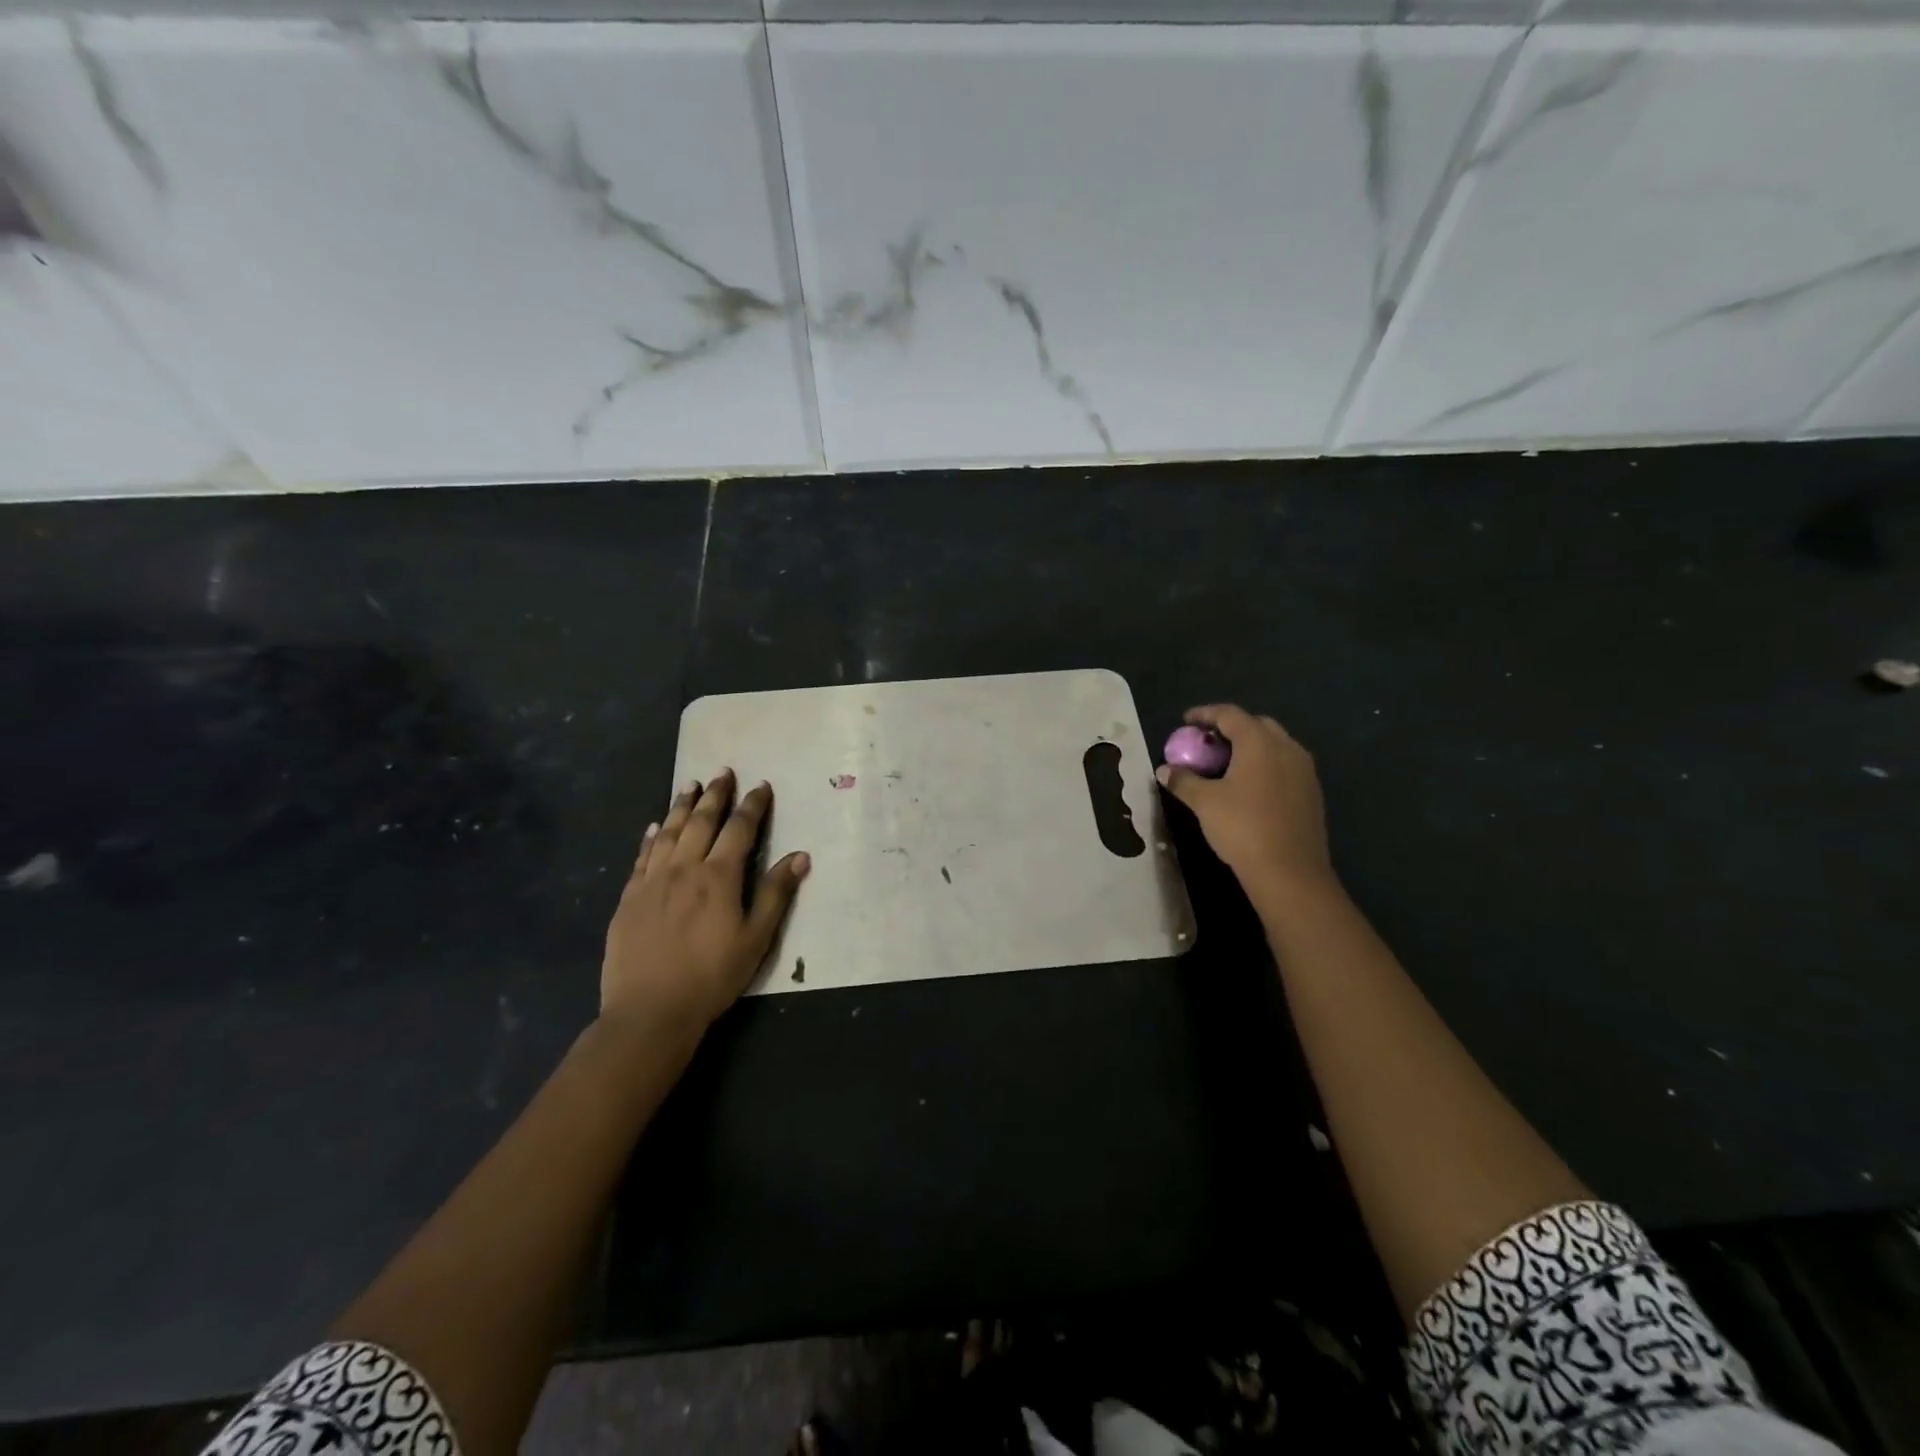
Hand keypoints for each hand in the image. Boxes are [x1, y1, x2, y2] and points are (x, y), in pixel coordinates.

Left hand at [601, 769, 810, 1039]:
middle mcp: (684, 868)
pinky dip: (651, 837)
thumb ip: (775, 894)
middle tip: (723, 772)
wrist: (650, 1011)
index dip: (752, 805)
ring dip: (682, 806)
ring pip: (670, 832)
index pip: (739, 829)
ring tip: (690, 785)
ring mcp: (652, 881)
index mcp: (719, 877)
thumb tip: (800, 856)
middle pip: (702, 821)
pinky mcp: (629, 898)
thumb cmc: (712, 976)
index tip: (761, 786)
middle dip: (716, 795)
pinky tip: (655, 827)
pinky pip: (642, 857)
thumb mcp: (756, 939)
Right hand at [1157, 705, 1335, 895]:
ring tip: (1227, 763)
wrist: (1290, 871)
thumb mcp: (1204, 802)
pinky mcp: (1312, 792)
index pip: (1230, 714)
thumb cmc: (1243, 828)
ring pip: (1275, 745)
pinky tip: (1250, 786)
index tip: (1186, 720)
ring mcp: (1304, 770)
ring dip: (1250, 746)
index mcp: (1259, 742)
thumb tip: (1164, 770)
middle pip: (1257, 725)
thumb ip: (1183, 781)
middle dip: (1231, 727)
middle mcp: (1286, 748)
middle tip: (1208, 742)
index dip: (1205, 714)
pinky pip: (1285, 765)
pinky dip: (1265, 765)